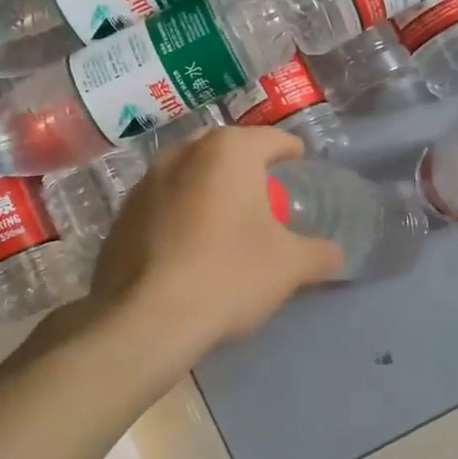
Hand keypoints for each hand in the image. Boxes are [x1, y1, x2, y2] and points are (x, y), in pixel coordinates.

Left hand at [86, 125, 343, 362]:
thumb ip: (319, 254)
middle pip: (226, 150)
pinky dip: (180, 213)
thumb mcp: (289, 266)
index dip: (292, 153)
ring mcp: (146, 181)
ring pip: (189, 173)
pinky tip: (188, 247)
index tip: (300, 169)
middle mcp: (183, 153)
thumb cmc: (229, 274)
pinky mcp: (121, 214)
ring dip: (209, 188)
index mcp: (229, 151)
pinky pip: (162, 202)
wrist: (146, 319)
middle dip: (247, 167)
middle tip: (265, 195)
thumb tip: (336, 256)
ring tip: (224, 220)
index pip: (272, 140)